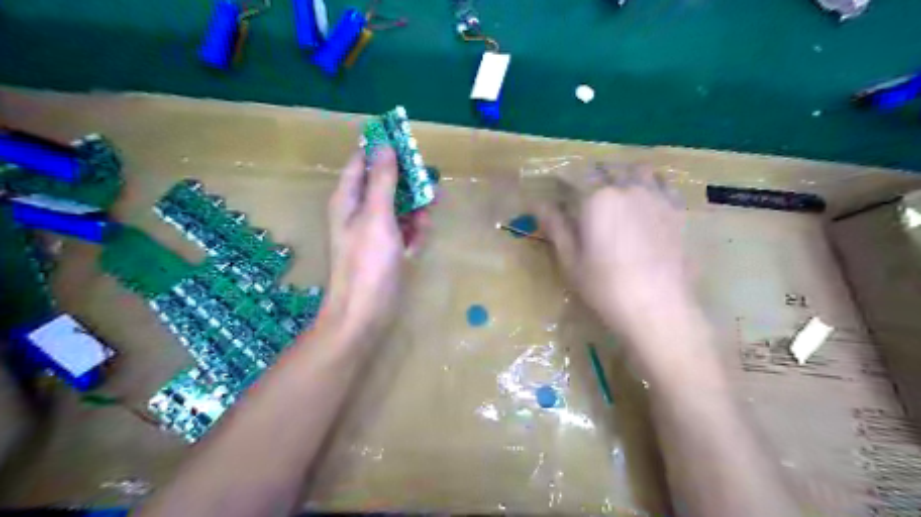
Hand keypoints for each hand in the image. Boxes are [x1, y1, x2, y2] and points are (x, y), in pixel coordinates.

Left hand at [320, 148, 423, 343]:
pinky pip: (404, 229)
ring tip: (428, 213)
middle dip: (406, 181)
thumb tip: (385, 144)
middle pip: (384, 183)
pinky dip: (413, 230)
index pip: (361, 161)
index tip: (406, 141)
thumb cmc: (368, 262)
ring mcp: (374, 232)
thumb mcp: (377, 215)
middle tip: (427, 180)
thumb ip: (382, 180)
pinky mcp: (387, 249)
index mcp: (348, 199)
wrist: (366, 312)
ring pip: (398, 206)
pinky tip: (419, 239)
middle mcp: (359, 212)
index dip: (381, 148)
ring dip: (414, 207)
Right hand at [542, 164, 705, 372]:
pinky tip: (647, 200)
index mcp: (595, 199)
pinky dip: (652, 184)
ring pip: (637, 170)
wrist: (660, 309)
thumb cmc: (605, 288)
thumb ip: (555, 227)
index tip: (556, 196)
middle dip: (592, 177)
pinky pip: (663, 184)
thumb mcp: (570, 261)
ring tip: (617, 192)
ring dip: (623, 175)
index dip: (562, 185)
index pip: (573, 180)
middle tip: (586, 198)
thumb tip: (537, 203)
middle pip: (605, 169)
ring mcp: (656, 196)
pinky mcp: (677, 210)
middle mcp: (626, 188)